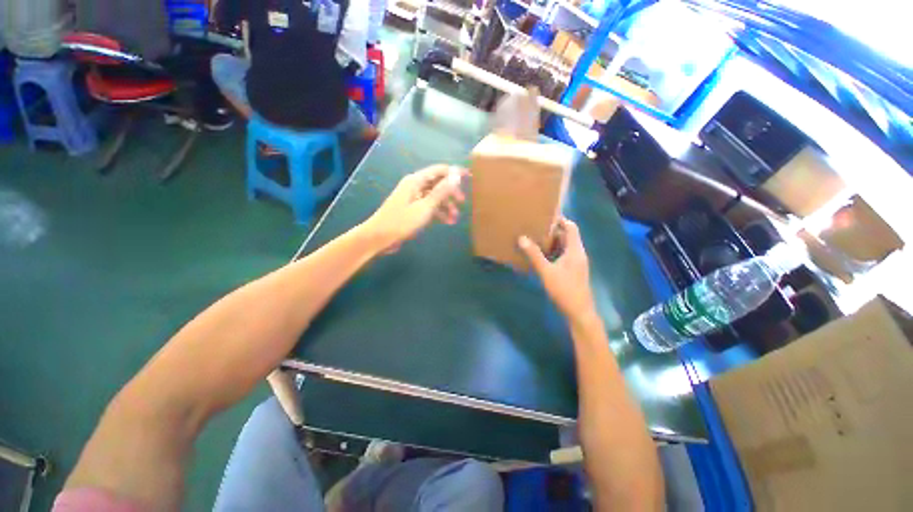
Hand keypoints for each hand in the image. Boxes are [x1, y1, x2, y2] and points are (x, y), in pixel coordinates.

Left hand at [362, 165, 467, 252]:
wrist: (379, 238)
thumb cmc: (401, 221)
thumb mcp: (425, 207)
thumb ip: (441, 191)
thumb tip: (456, 176)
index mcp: (416, 180)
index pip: (439, 170)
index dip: (454, 172)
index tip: (469, 177)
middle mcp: (415, 186)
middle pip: (438, 184)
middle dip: (451, 193)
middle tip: (463, 202)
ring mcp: (413, 198)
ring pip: (434, 197)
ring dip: (446, 206)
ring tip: (455, 218)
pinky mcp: (412, 209)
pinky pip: (429, 207)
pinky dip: (438, 213)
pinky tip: (447, 222)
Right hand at [519, 218, 597, 323]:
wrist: (579, 312)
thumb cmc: (564, 290)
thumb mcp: (546, 272)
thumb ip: (534, 255)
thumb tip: (522, 238)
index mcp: (575, 250)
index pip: (571, 227)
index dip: (560, 219)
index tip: (544, 215)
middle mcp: (578, 254)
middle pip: (567, 236)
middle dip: (552, 230)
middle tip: (535, 227)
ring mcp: (576, 263)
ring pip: (564, 247)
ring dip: (552, 242)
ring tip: (535, 239)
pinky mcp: (573, 271)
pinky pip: (563, 256)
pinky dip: (553, 252)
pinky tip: (540, 256)